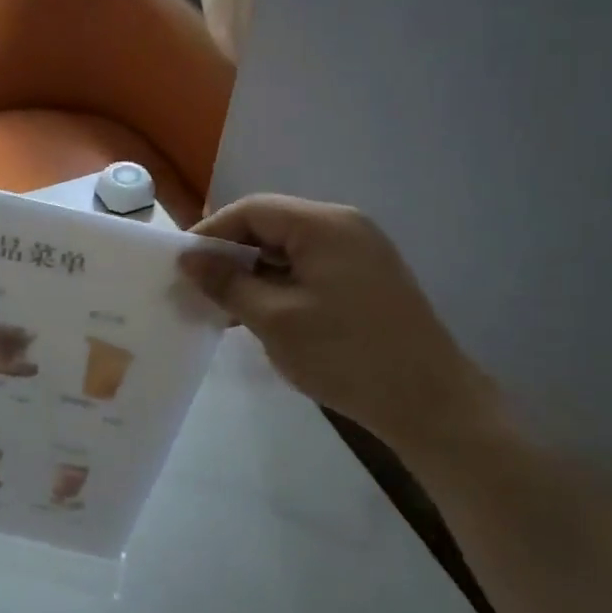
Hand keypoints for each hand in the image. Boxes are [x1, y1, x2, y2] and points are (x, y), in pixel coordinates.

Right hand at [181, 195, 496, 452]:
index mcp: (323, 225)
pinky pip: (310, 268)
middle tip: (199, 289)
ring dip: (254, 273)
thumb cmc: (345, 355)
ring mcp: (360, 252)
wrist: (429, 401)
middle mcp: (344, 226)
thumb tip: (189, 259)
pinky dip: (280, 285)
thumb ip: (227, 283)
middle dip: (231, 255)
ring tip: (224, 308)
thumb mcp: (274, 319)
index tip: (181, 267)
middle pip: (271, 226)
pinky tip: (262, 315)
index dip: (211, 233)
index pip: (252, 210)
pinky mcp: (367, 278)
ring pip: (289, 249)